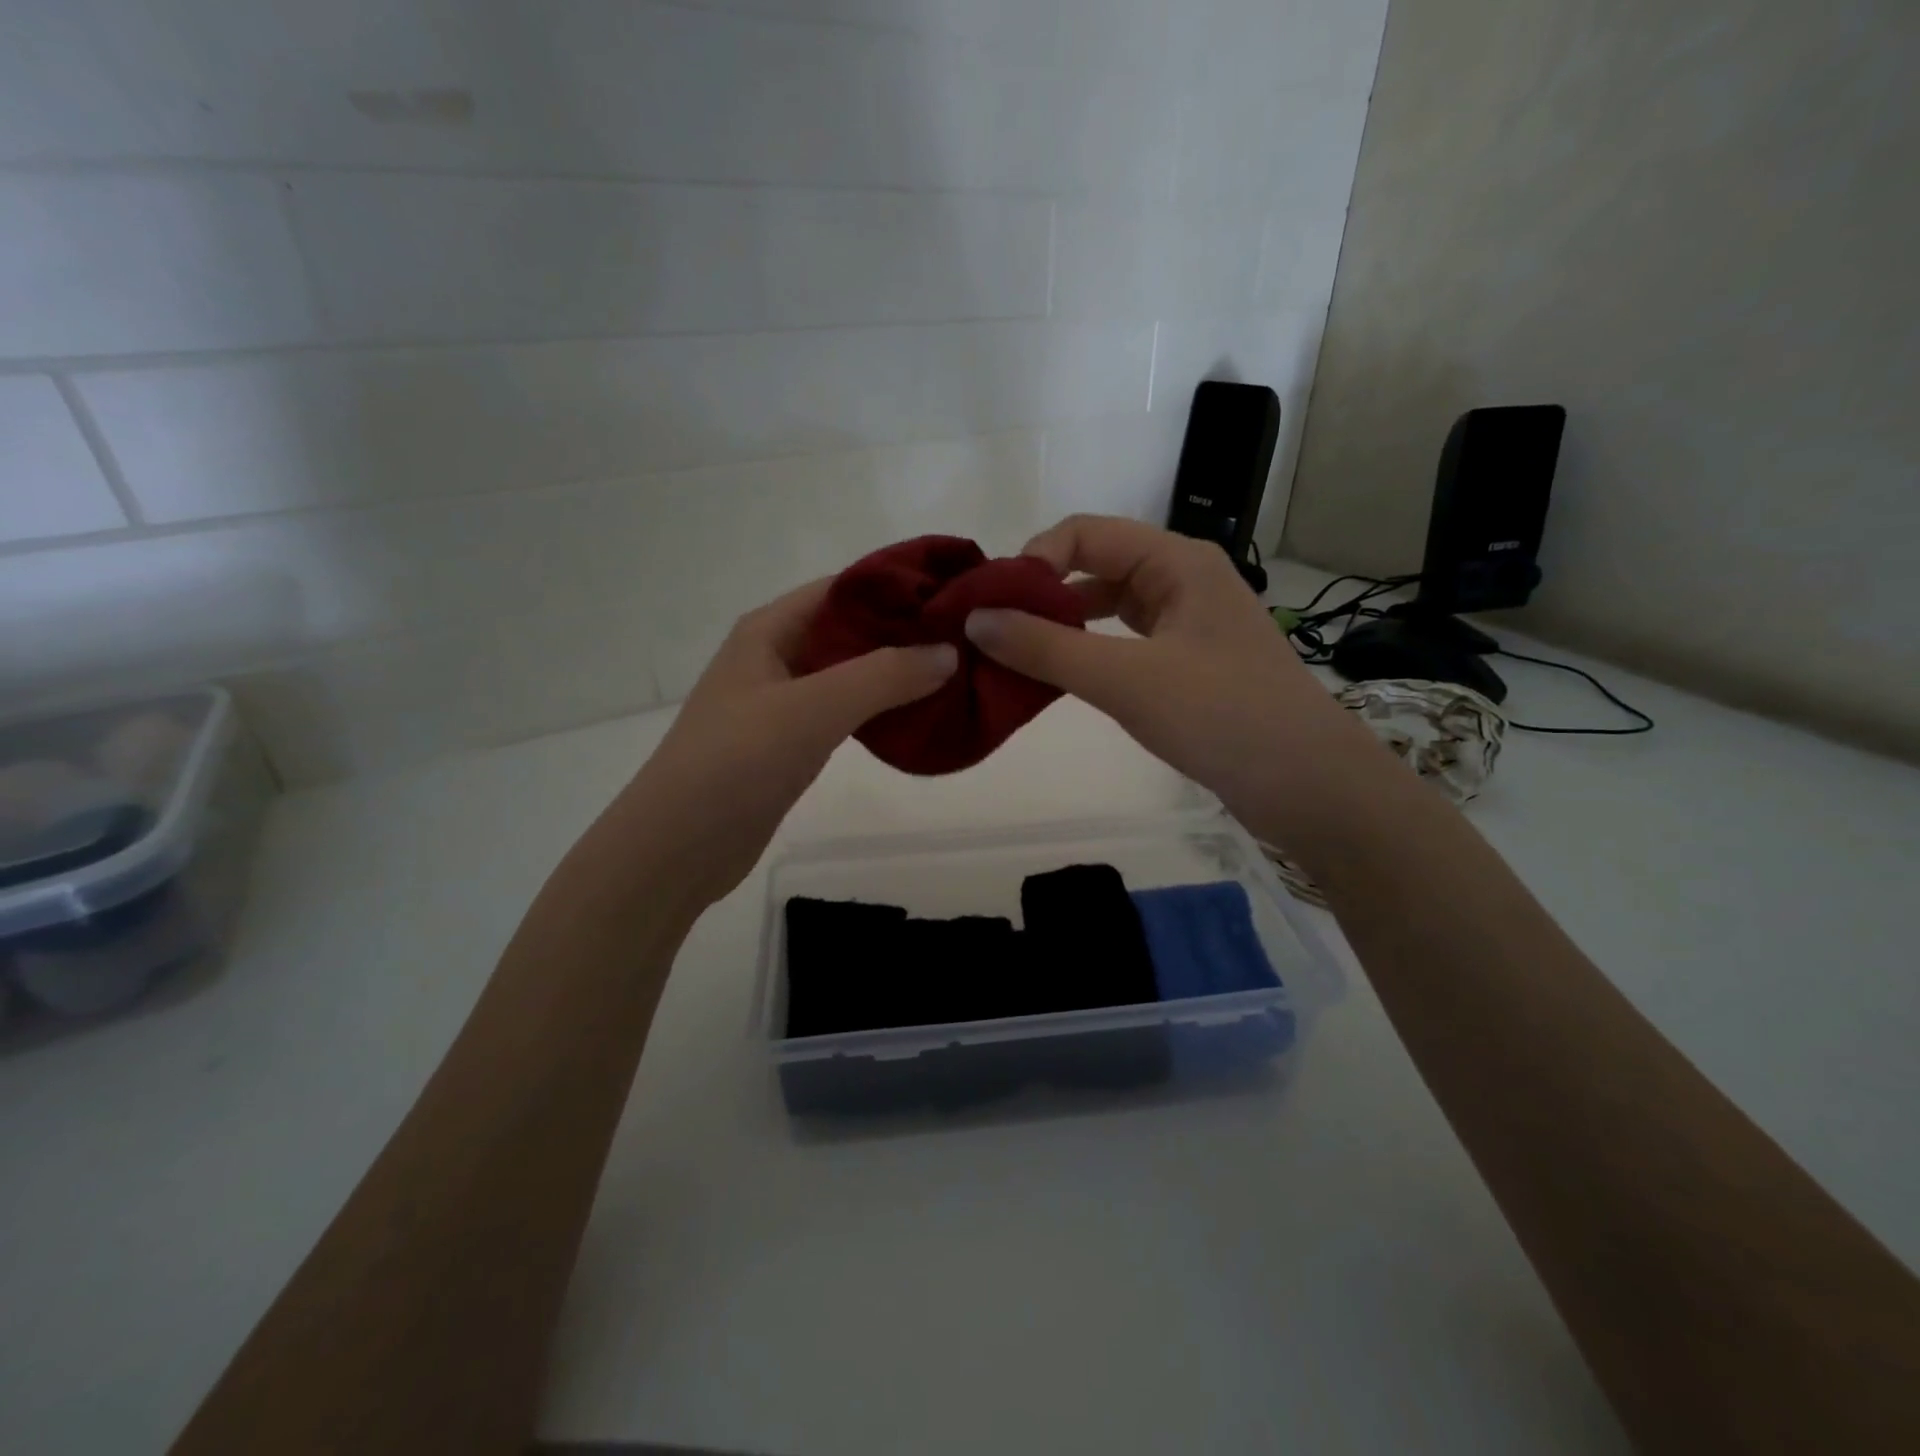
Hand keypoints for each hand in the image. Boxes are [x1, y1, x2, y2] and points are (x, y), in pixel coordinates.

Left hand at [626, 578, 957, 903]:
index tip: (956, 597)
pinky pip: (843, 712)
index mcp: (770, 629)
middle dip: (904, 633)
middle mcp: (775, 656)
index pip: (844, 589)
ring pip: (849, 674)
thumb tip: (948, 652)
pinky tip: (916, 718)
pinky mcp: (789, 743)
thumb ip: (883, 676)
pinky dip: (878, 710)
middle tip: (966, 641)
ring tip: (954, 676)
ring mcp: (781, 702)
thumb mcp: (812, 709)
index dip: (899, 588)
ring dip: (895, 674)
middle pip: (849, 630)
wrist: (677, 847)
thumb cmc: (736, 762)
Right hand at [963, 515, 1358, 836]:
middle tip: (993, 633)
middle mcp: (1183, 580)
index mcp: (1177, 561)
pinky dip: (1089, 654)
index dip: (1033, 560)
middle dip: (1042, 594)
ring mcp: (1189, 624)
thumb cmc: (1222, 716)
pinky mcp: (1190, 665)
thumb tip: (974, 620)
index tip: (992, 605)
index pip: (1086, 533)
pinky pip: (1126, 644)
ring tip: (1015, 656)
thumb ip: (1047, 648)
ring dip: (1063, 626)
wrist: (1310, 786)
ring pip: (1110, 608)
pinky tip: (1062, 679)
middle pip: (1097, 566)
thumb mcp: (1126, 678)